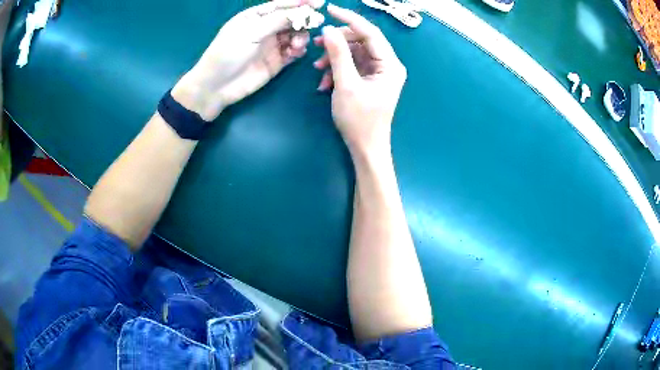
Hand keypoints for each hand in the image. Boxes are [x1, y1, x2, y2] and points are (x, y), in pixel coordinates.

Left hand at [172, 0, 324, 121]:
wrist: (217, 87)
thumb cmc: (228, 53)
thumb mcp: (251, 32)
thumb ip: (278, 20)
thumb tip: (303, 11)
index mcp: (255, 16)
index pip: (282, 5)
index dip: (300, 2)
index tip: (319, 3)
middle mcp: (265, 28)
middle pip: (291, 19)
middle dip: (304, 20)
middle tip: (315, 23)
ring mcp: (272, 45)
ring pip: (296, 35)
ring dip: (301, 36)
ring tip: (296, 44)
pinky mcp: (277, 62)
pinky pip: (294, 52)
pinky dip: (299, 50)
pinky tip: (296, 52)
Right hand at [313, 4, 405, 158]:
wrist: (365, 147)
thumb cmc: (359, 120)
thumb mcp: (346, 85)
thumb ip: (338, 55)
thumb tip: (329, 29)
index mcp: (390, 64)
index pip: (370, 33)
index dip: (350, 19)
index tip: (330, 10)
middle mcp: (387, 64)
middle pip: (361, 41)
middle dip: (338, 42)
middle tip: (317, 45)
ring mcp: (378, 72)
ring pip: (353, 53)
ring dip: (334, 58)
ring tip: (318, 70)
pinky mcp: (368, 79)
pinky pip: (351, 65)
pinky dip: (336, 70)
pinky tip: (324, 83)